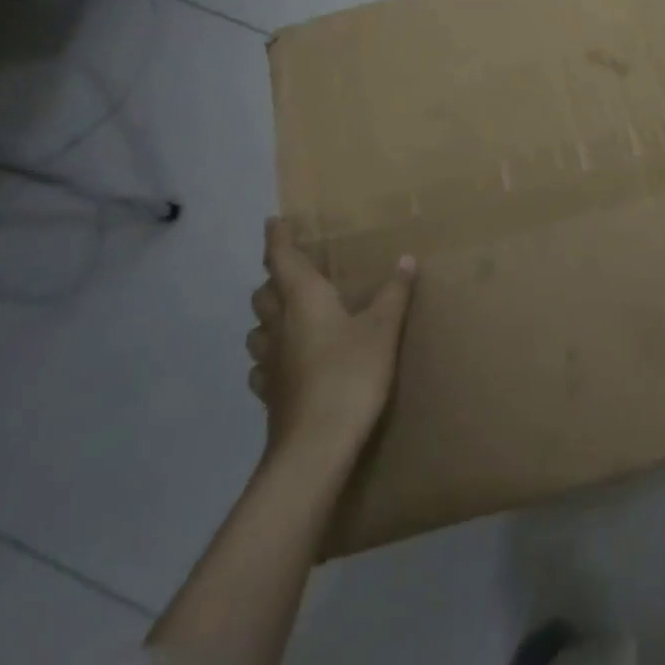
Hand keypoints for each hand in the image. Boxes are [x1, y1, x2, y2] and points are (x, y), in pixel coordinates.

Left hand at [247, 218, 415, 464]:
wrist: (316, 444)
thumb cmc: (351, 374)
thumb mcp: (383, 330)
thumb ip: (393, 293)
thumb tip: (405, 259)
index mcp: (303, 299)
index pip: (282, 258)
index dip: (277, 237)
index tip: (274, 220)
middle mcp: (279, 324)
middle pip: (264, 292)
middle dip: (274, 278)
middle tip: (293, 272)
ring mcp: (269, 361)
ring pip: (258, 328)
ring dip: (269, 316)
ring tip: (289, 315)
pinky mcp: (269, 392)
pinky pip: (262, 364)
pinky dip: (271, 355)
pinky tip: (287, 362)